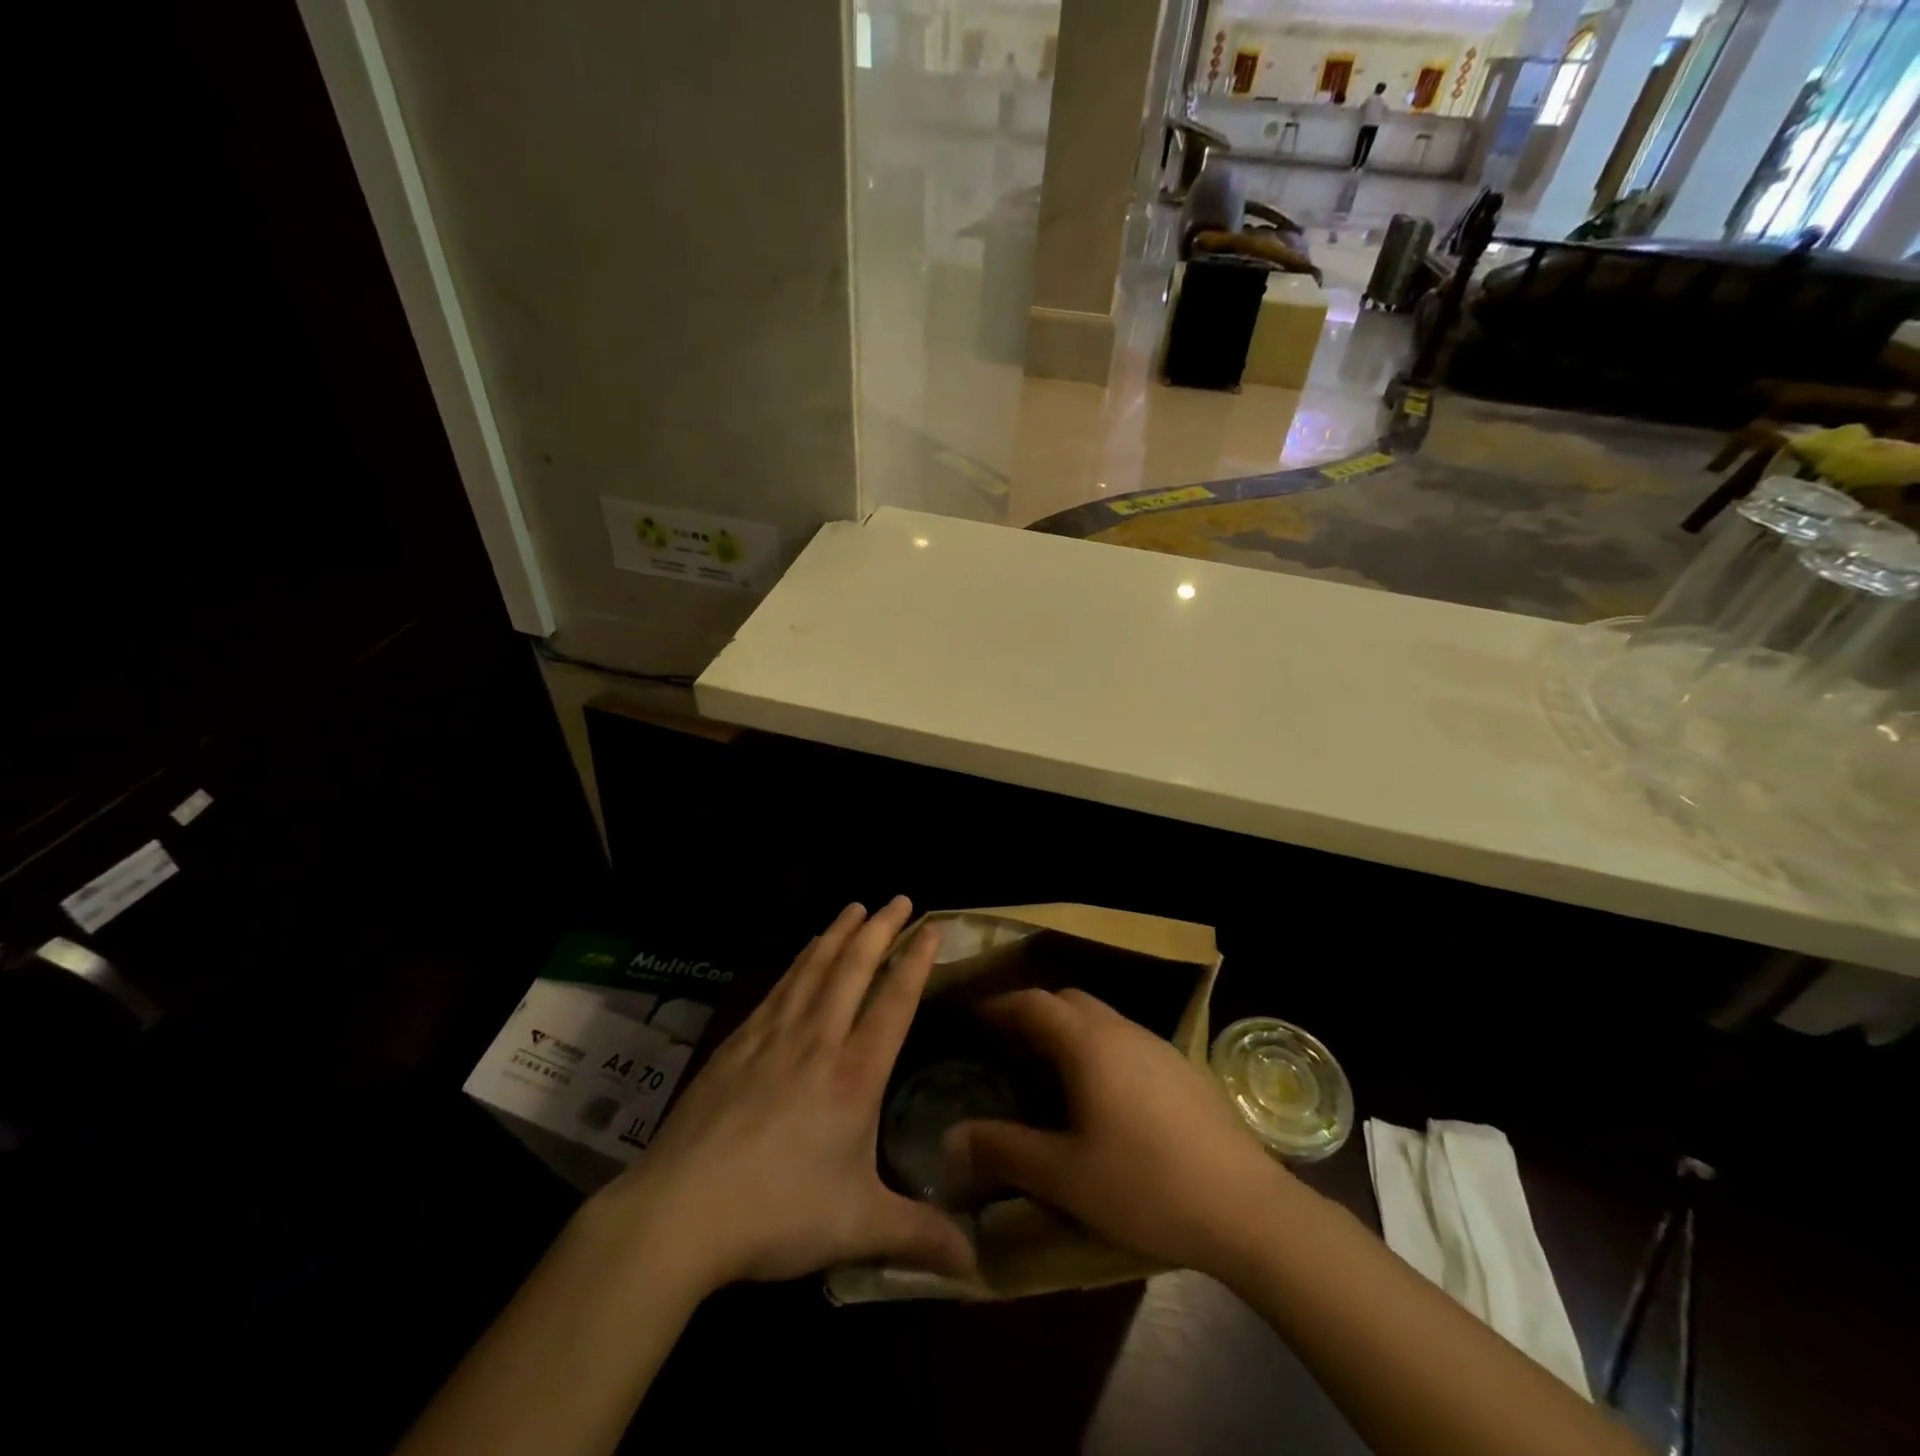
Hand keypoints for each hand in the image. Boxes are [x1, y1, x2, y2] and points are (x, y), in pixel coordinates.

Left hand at [584, 898, 973, 1290]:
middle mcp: (818, 1041)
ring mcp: (773, 1036)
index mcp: (854, 1075)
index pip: (894, 1001)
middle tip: (898, 898)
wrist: (680, 1211)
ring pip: (813, 969)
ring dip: (838, 934)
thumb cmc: (777, 1213)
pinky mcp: (737, 1043)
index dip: (915, 960)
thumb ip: (919, 1236)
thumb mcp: (857, 1227)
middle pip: (853, 969)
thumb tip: (978, 1265)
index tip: (931, 927)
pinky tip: (803, 954)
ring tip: (854, 907)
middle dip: (880, 929)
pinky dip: (799, 961)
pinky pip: (779, 987)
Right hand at [948, 988, 1292, 1279]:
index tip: (973, 1018)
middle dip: (1032, 1012)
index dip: (999, 1005)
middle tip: (1004, 1043)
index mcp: (1089, 1043)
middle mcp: (1122, 1030)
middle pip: (1067, 1001)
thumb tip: (951, 1139)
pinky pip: (1125, 1039)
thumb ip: (1004, 1151)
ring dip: (1067, 1029)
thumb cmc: (1146, 1186)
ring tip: (1045, 1067)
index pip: (1033, 1002)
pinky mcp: (1182, 1068)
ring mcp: (1157, 1046)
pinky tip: (1101, 1093)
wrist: (1247, 1208)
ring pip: (1100, 1018)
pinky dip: (1097, 1047)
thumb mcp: (1065, 1176)